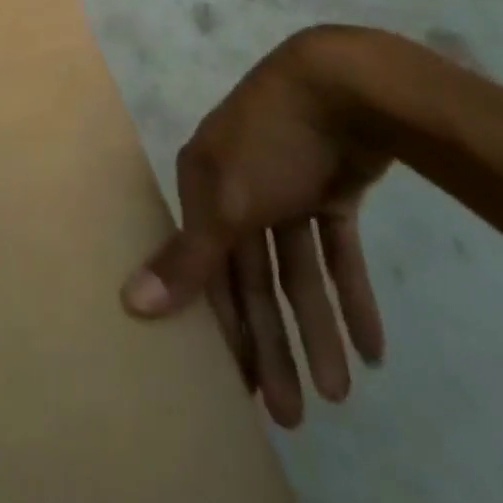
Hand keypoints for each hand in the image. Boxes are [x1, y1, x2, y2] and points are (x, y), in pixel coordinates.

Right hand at [122, 25, 393, 427]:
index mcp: (204, 184)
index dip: (226, 325)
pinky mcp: (329, 188)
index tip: (245, 388)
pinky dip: (351, 293)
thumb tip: (130, 302)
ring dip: (318, 327)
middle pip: (254, 276)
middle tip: (295, 415)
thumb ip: (187, 257)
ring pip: (299, 268)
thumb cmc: (271, 142)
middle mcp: (238, 186)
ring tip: (341, 393)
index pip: (209, 267)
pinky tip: (372, 347)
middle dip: (274, 342)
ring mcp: (286, 187)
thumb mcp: (226, 200)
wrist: (343, 86)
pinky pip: (337, 250)